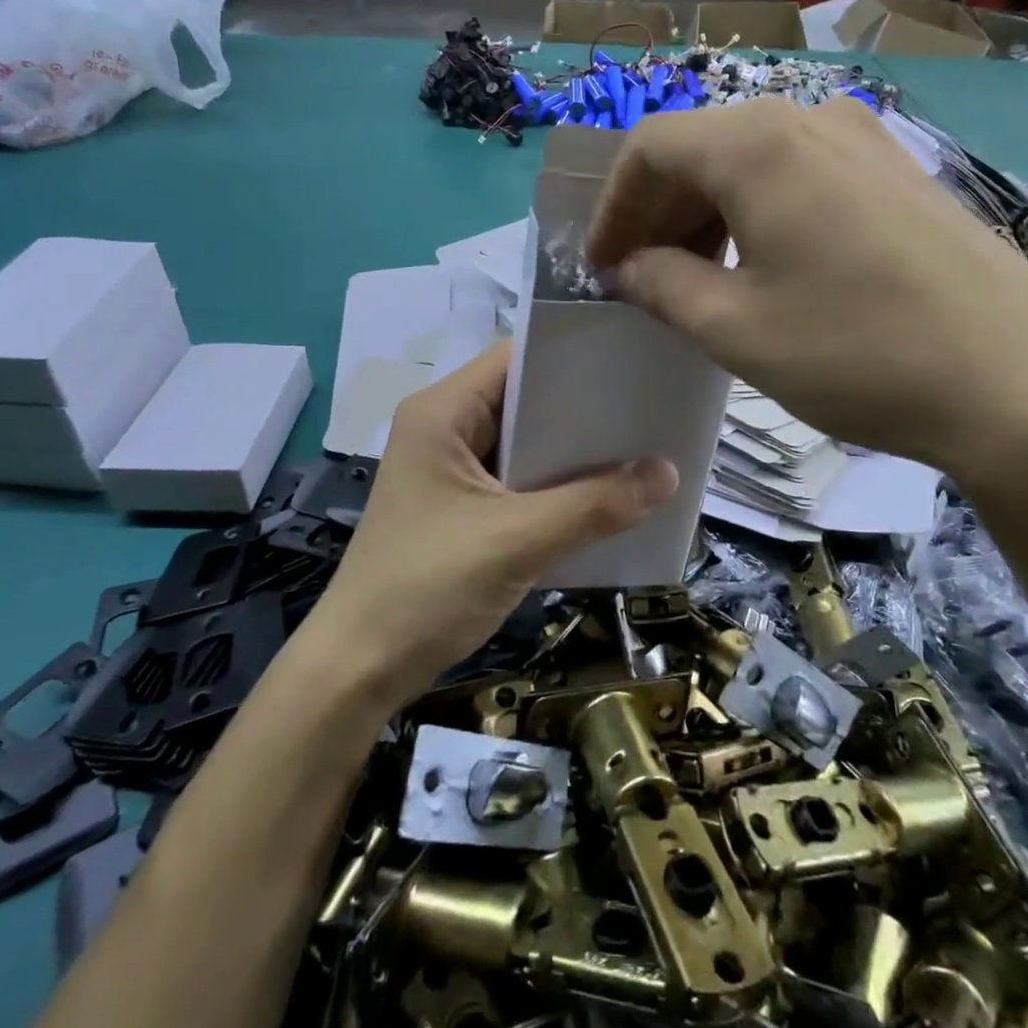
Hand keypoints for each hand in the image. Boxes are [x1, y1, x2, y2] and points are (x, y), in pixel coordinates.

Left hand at [306, 343, 677, 706]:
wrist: (357, 672)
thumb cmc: (426, 588)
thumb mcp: (516, 541)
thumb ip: (594, 504)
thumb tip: (669, 473)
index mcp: (442, 412)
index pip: (517, 359)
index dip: (574, 355)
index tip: (635, 361)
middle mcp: (446, 430)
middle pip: (526, 401)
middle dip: (585, 410)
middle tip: (653, 407)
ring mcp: (452, 472)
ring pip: (527, 446)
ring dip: (576, 454)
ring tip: (644, 448)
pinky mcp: (462, 510)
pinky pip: (520, 484)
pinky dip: (559, 489)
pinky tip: (606, 499)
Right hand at [584, 98, 1027, 479]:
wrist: (1020, 380)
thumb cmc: (858, 351)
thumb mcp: (735, 327)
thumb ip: (662, 284)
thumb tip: (627, 266)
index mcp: (756, 143)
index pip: (649, 148)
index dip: (610, 207)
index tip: (600, 265)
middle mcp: (807, 118)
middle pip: (699, 148)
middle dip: (656, 213)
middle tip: (640, 279)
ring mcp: (861, 139)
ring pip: (749, 162)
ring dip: (704, 215)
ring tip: (695, 280)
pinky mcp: (895, 171)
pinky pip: (798, 176)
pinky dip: (755, 214)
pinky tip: (760, 268)